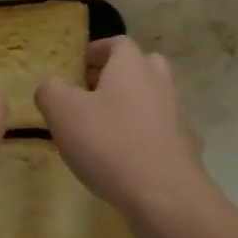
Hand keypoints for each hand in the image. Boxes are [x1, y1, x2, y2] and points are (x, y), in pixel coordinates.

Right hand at [36, 36, 209, 218]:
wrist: (165, 195)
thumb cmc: (109, 143)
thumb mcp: (62, 113)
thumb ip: (50, 91)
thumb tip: (50, 86)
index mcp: (131, 66)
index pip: (118, 43)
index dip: (98, 49)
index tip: (82, 62)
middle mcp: (160, 82)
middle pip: (143, 65)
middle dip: (120, 73)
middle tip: (95, 89)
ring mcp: (178, 115)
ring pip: (155, 97)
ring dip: (134, 104)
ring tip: (107, 126)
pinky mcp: (187, 147)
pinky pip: (163, 130)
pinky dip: (146, 134)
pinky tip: (128, 156)